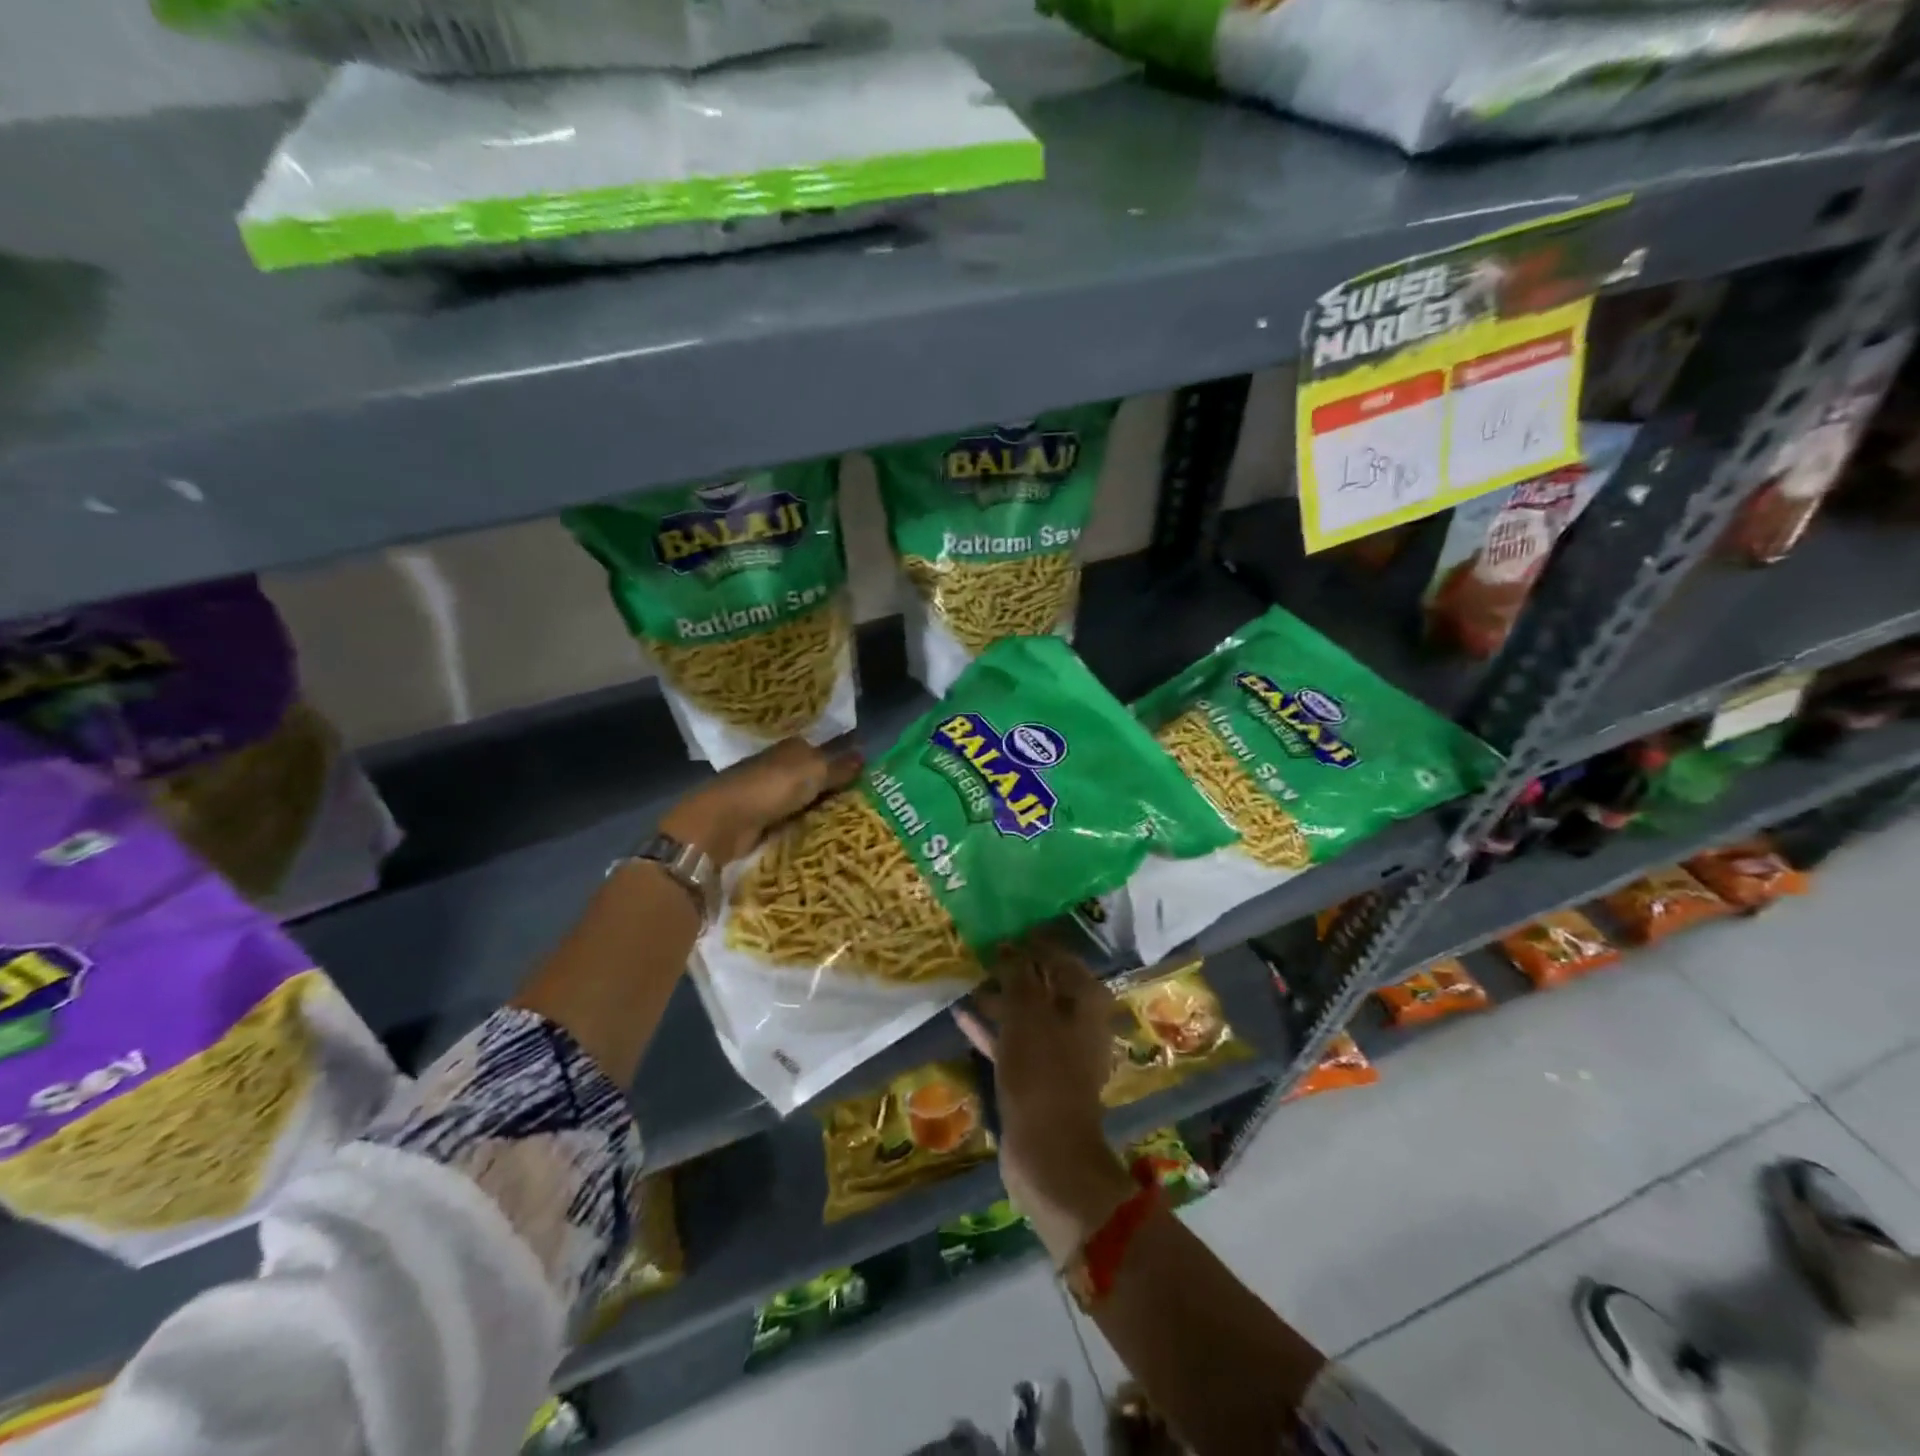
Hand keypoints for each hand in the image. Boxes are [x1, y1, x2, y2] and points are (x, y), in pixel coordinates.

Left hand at [660, 737, 861, 865]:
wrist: (723, 823)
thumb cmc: (770, 788)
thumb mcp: (812, 773)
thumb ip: (839, 767)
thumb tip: (865, 754)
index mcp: (792, 748)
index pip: (824, 751)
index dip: (844, 762)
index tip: (869, 779)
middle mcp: (780, 767)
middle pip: (815, 777)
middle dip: (835, 789)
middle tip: (868, 807)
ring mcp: (769, 794)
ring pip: (804, 800)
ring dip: (820, 811)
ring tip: (853, 826)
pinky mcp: (761, 820)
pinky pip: (792, 821)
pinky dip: (805, 826)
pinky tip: (824, 836)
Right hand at [956, 941, 1135, 1262]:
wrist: (1048, 1151)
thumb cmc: (1042, 1072)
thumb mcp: (1026, 1014)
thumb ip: (1018, 977)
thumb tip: (1011, 948)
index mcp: (1086, 1002)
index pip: (1060, 958)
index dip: (1033, 944)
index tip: (1003, 932)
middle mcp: (1078, 1023)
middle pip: (1043, 986)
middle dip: (1013, 971)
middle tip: (981, 954)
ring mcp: (1058, 1053)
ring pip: (1026, 1015)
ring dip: (999, 999)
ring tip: (966, 981)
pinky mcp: (1037, 1078)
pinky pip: (1013, 1043)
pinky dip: (992, 1029)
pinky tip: (962, 1015)